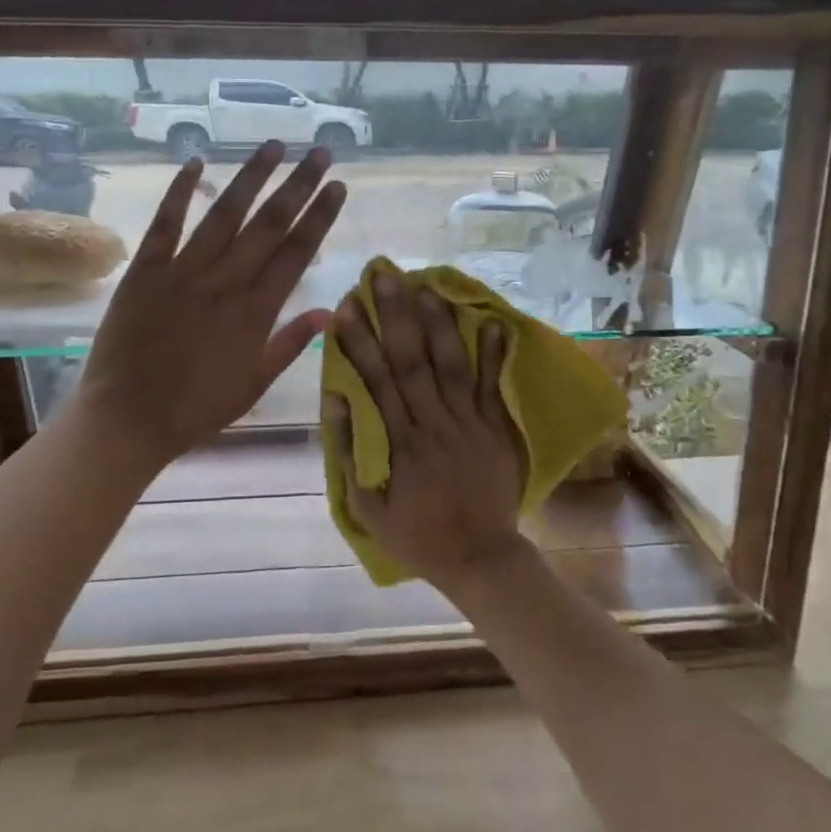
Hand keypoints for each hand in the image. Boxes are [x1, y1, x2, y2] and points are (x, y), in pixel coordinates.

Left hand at [82, 141, 344, 465]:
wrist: (129, 418)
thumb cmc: (197, 408)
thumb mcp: (255, 384)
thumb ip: (291, 344)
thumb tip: (330, 311)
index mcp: (256, 311)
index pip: (297, 253)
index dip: (320, 217)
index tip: (338, 187)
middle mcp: (225, 282)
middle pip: (269, 224)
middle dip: (298, 185)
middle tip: (320, 152)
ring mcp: (183, 272)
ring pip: (224, 214)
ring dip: (251, 177)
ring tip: (274, 146)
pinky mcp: (145, 271)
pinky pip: (165, 224)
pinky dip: (179, 191)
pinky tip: (196, 162)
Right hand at [327, 267, 530, 594]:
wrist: (480, 557)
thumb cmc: (418, 534)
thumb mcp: (367, 507)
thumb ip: (351, 451)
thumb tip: (334, 398)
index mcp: (400, 442)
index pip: (375, 380)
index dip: (360, 341)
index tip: (346, 307)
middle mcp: (434, 423)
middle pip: (411, 360)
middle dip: (395, 314)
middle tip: (384, 274)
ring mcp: (469, 423)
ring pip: (451, 364)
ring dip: (438, 323)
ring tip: (425, 285)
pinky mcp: (496, 428)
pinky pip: (493, 386)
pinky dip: (493, 354)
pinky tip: (490, 321)